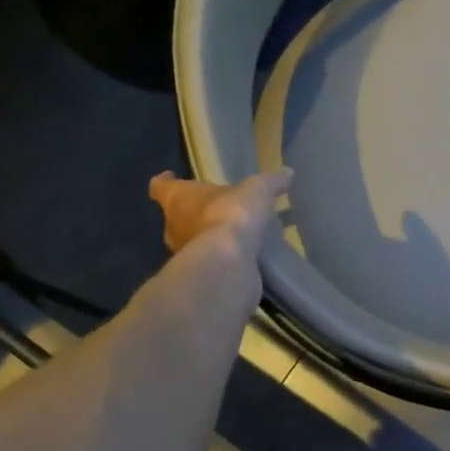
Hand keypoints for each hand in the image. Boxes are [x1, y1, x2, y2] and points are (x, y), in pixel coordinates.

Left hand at [148, 168, 291, 260]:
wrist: (228, 264)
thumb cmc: (231, 216)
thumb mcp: (257, 192)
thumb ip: (270, 183)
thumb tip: (287, 173)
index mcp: (177, 199)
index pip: (161, 186)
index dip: (167, 181)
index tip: (172, 177)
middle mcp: (173, 227)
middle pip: (175, 217)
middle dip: (191, 215)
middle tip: (213, 212)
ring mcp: (184, 255)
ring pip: (191, 243)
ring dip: (206, 241)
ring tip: (231, 239)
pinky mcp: (199, 277)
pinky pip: (209, 265)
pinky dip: (221, 262)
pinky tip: (240, 260)